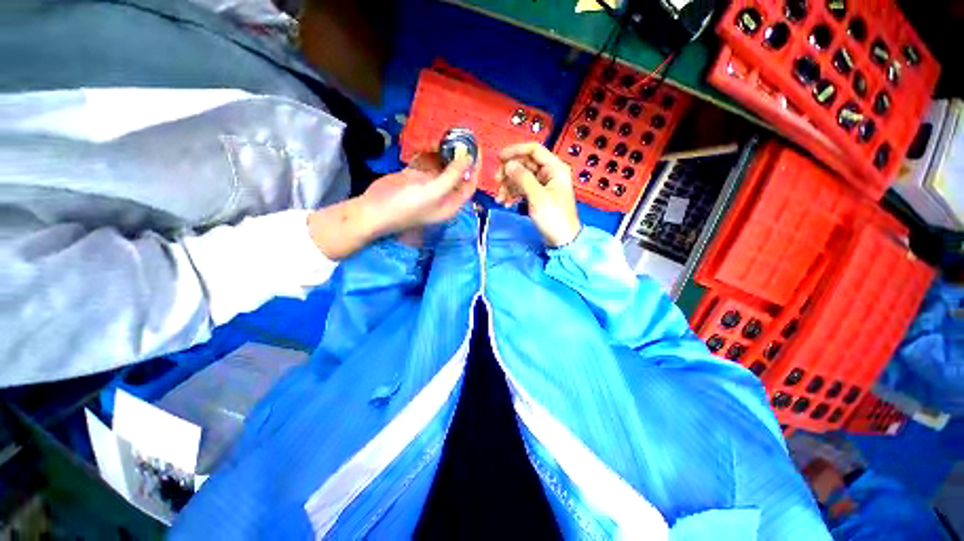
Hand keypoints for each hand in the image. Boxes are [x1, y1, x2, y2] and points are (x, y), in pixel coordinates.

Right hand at [307, 153, 476, 259]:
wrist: (373, 210)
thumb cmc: (407, 206)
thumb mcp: (434, 192)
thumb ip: (452, 175)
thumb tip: (468, 157)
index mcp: (451, 204)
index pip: (469, 185)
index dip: (475, 168)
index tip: (476, 147)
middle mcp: (442, 195)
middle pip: (456, 174)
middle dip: (458, 157)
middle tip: (459, 135)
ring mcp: (427, 185)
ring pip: (440, 166)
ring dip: (442, 152)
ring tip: (443, 136)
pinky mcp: (414, 177)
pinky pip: (425, 162)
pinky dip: (427, 153)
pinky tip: (427, 142)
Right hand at [496, 142, 581, 246]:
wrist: (562, 240)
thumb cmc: (553, 217)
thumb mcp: (537, 196)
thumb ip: (522, 178)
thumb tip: (508, 164)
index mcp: (555, 168)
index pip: (534, 150)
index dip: (516, 151)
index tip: (499, 158)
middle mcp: (549, 173)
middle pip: (525, 164)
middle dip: (509, 171)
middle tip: (497, 181)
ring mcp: (543, 185)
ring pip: (521, 177)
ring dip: (508, 184)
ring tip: (500, 197)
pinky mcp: (537, 196)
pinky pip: (522, 188)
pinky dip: (512, 193)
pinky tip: (504, 201)